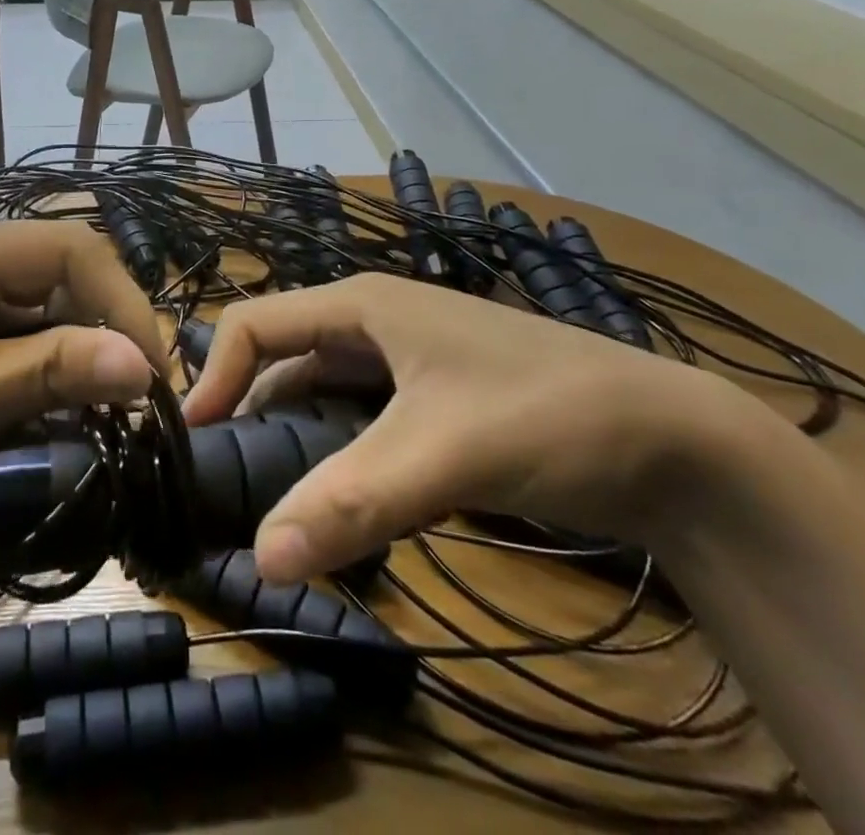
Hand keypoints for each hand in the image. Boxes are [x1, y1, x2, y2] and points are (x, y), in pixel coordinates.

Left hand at [0, 219, 163, 566]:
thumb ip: (48, 373)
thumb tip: (144, 364)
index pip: (69, 249)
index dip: (122, 304)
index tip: (151, 378)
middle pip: (53, 275)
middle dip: (97, 333)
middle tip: (128, 406)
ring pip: (31, 309)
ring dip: (65, 358)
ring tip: (91, 419)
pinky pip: (0, 337)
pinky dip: (28, 373)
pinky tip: (37, 418)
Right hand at [181, 274, 769, 582]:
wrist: (676, 444)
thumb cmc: (547, 415)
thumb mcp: (443, 455)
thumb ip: (352, 503)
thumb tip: (260, 560)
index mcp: (360, 305)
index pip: (254, 324)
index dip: (214, 376)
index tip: (189, 443)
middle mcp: (374, 322)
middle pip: (282, 357)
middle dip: (246, 409)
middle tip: (219, 482)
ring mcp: (405, 360)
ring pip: (320, 390)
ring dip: (290, 435)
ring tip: (262, 497)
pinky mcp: (431, 399)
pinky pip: (357, 416)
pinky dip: (332, 450)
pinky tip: (330, 494)